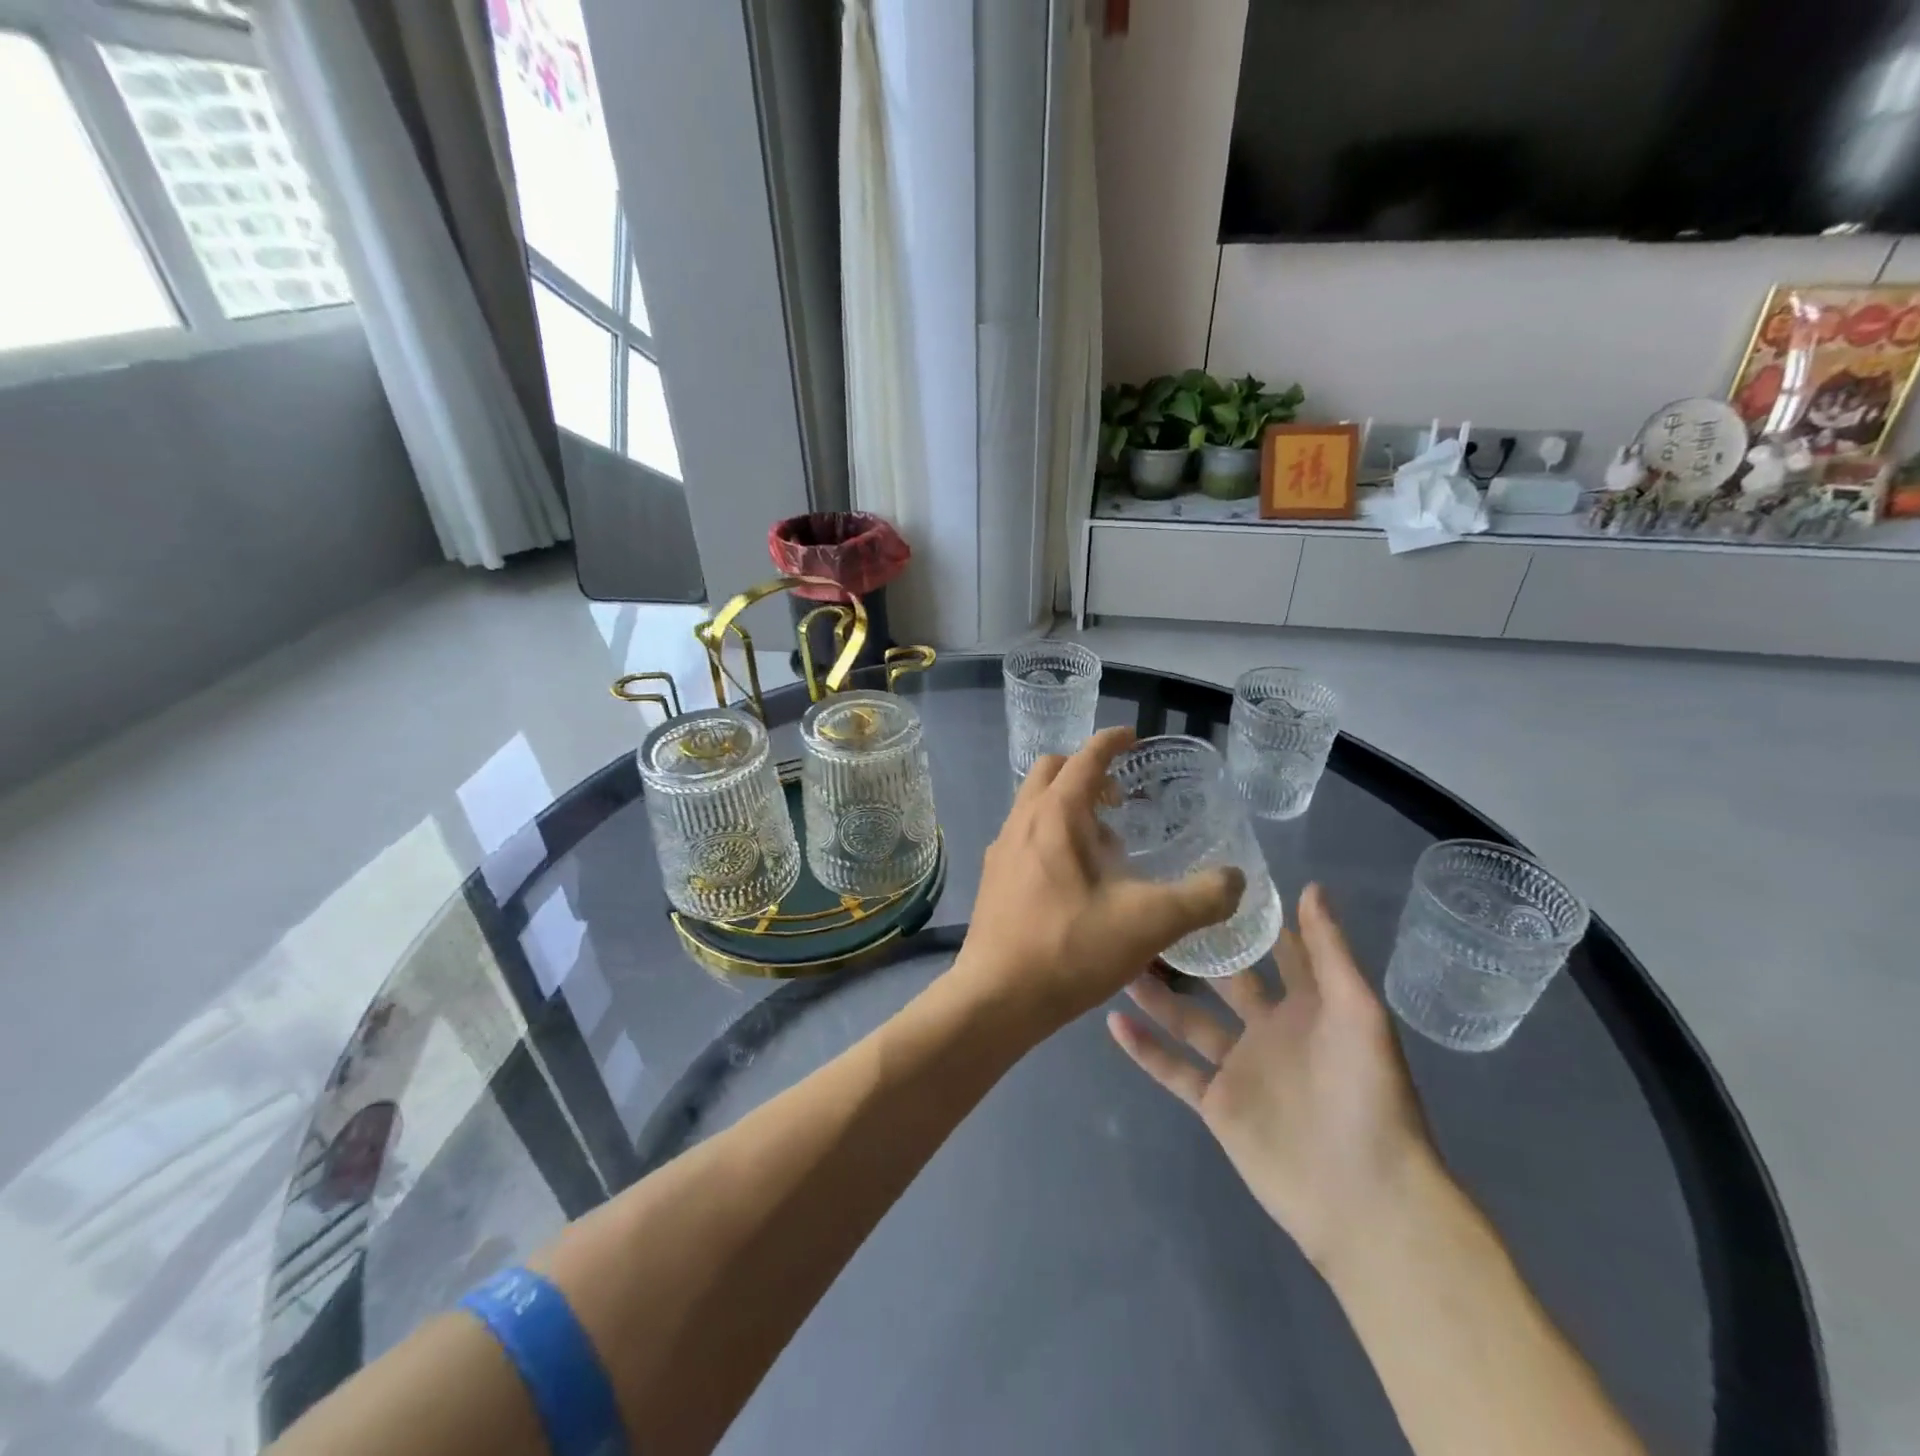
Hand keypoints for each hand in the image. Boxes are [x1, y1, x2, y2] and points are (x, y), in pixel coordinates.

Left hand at [953, 726, 1245, 1032]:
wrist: (997, 998)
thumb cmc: (1070, 949)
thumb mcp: (1149, 922)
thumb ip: (1201, 897)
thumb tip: (1236, 880)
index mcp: (1055, 815)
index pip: (1085, 758)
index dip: (1111, 742)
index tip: (1133, 738)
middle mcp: (1022, 820)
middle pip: (1051, 771)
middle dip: (1086, 771)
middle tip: (1121, 798)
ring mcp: (1002, 849)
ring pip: (1034, 804)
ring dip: (1068, 805)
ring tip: (1104, 843)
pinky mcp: (994, 877)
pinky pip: (1025, 834)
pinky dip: (1051, 832)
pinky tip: (1075, 878)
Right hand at [1108, 882, 1435, 1275]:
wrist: (1363, 1195)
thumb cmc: (1366, 1093)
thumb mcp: (1357, 1011)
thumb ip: (1329, 951)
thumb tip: (1308, 886)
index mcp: (1308, 1007)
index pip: (1276, 951)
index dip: (1250, 919)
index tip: (1212, 881)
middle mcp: (1269, 1030)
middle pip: (1222, 981)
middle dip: (1193, 951)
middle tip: (1149, 913)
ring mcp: (1239, 1067)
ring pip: (1188, 1019)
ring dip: (1157, 992)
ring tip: (1119, 958)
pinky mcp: (1217, 1104)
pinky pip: (1173, 1068)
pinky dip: (1144, 1047)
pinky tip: (1113, 1019)